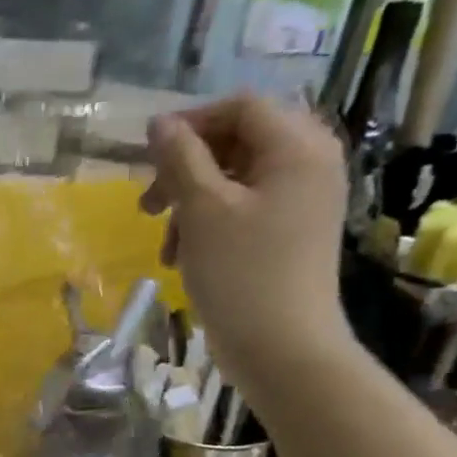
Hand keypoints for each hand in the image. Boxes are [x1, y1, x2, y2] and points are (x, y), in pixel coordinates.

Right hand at [140, 94, 352, 387]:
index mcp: (297, 146)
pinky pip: (245, 211)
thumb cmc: (241, 274)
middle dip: (186, 171)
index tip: (147, 157)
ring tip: (166, 245)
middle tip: (148, 206)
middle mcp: (310, 163)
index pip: (240, 107)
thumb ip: (180, 159)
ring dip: (191, 205)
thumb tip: (160, 124)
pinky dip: (210, 226)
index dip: (190, 124)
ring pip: (235, 181)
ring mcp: (303, 201)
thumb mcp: (202, 210)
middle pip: (237, 143)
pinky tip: (185, 258)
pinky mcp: (292, 234)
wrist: (282, 349)